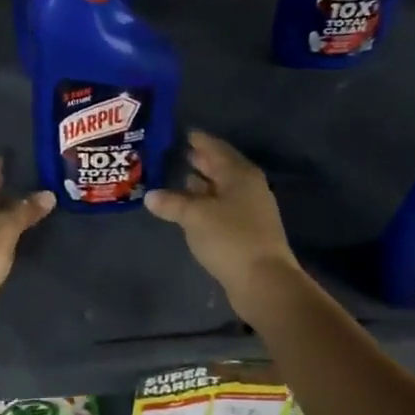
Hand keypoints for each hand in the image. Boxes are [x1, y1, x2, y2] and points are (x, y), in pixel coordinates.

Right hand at [144, 131, 299, 308]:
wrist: (263, 281)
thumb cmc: (230, 238)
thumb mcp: (194, 216)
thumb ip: (172, 202)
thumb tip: (150, 195)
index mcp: (239, 174)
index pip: (215, 148)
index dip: (198, 140)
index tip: (181, 132)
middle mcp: (248, 187)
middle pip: (220, 167)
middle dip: (199, 160)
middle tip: (174, 153)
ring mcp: (249, 210)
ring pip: (221, 189)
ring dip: (201, 184)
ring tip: (177, 178)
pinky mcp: (246, 231)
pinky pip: (221, 208)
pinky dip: (205, 204)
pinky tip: (188, 208)